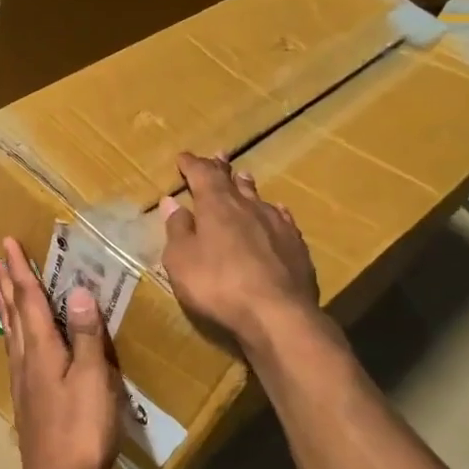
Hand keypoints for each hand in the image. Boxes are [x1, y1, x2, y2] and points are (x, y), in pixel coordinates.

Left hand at [0, 236, 122, 468]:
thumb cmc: (81, 430)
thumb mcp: (93, 379)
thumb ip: (85, 335)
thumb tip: (77, 290)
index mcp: (41, 350)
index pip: (29, 300)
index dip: (20, 270)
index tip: (6, 243)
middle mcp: (26, 361)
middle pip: (13, 314)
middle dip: (6, 284)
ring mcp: (25, 383)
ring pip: (12, 334)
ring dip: (7, 306)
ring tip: (1, 290)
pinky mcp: (30, 401)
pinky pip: (18, 354)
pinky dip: (16, 334)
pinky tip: (20, 344)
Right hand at [160, 152, 339, 352]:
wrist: (277, 313)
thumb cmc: (217, 285)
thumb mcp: (181, 260)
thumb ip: (177, 229)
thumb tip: (172, 203)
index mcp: (217, 206)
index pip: (202, 175)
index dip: (192, 165)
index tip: (183, 157)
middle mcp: (249, 206)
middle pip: (233, 181)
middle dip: (221, 168)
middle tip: (218, 155)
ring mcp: (277, 224)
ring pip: (259, 197)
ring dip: (247, 186)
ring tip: (243, 177)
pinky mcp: (296, 246)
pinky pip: (281, 218)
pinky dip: (272, 211)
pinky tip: (276, 212)